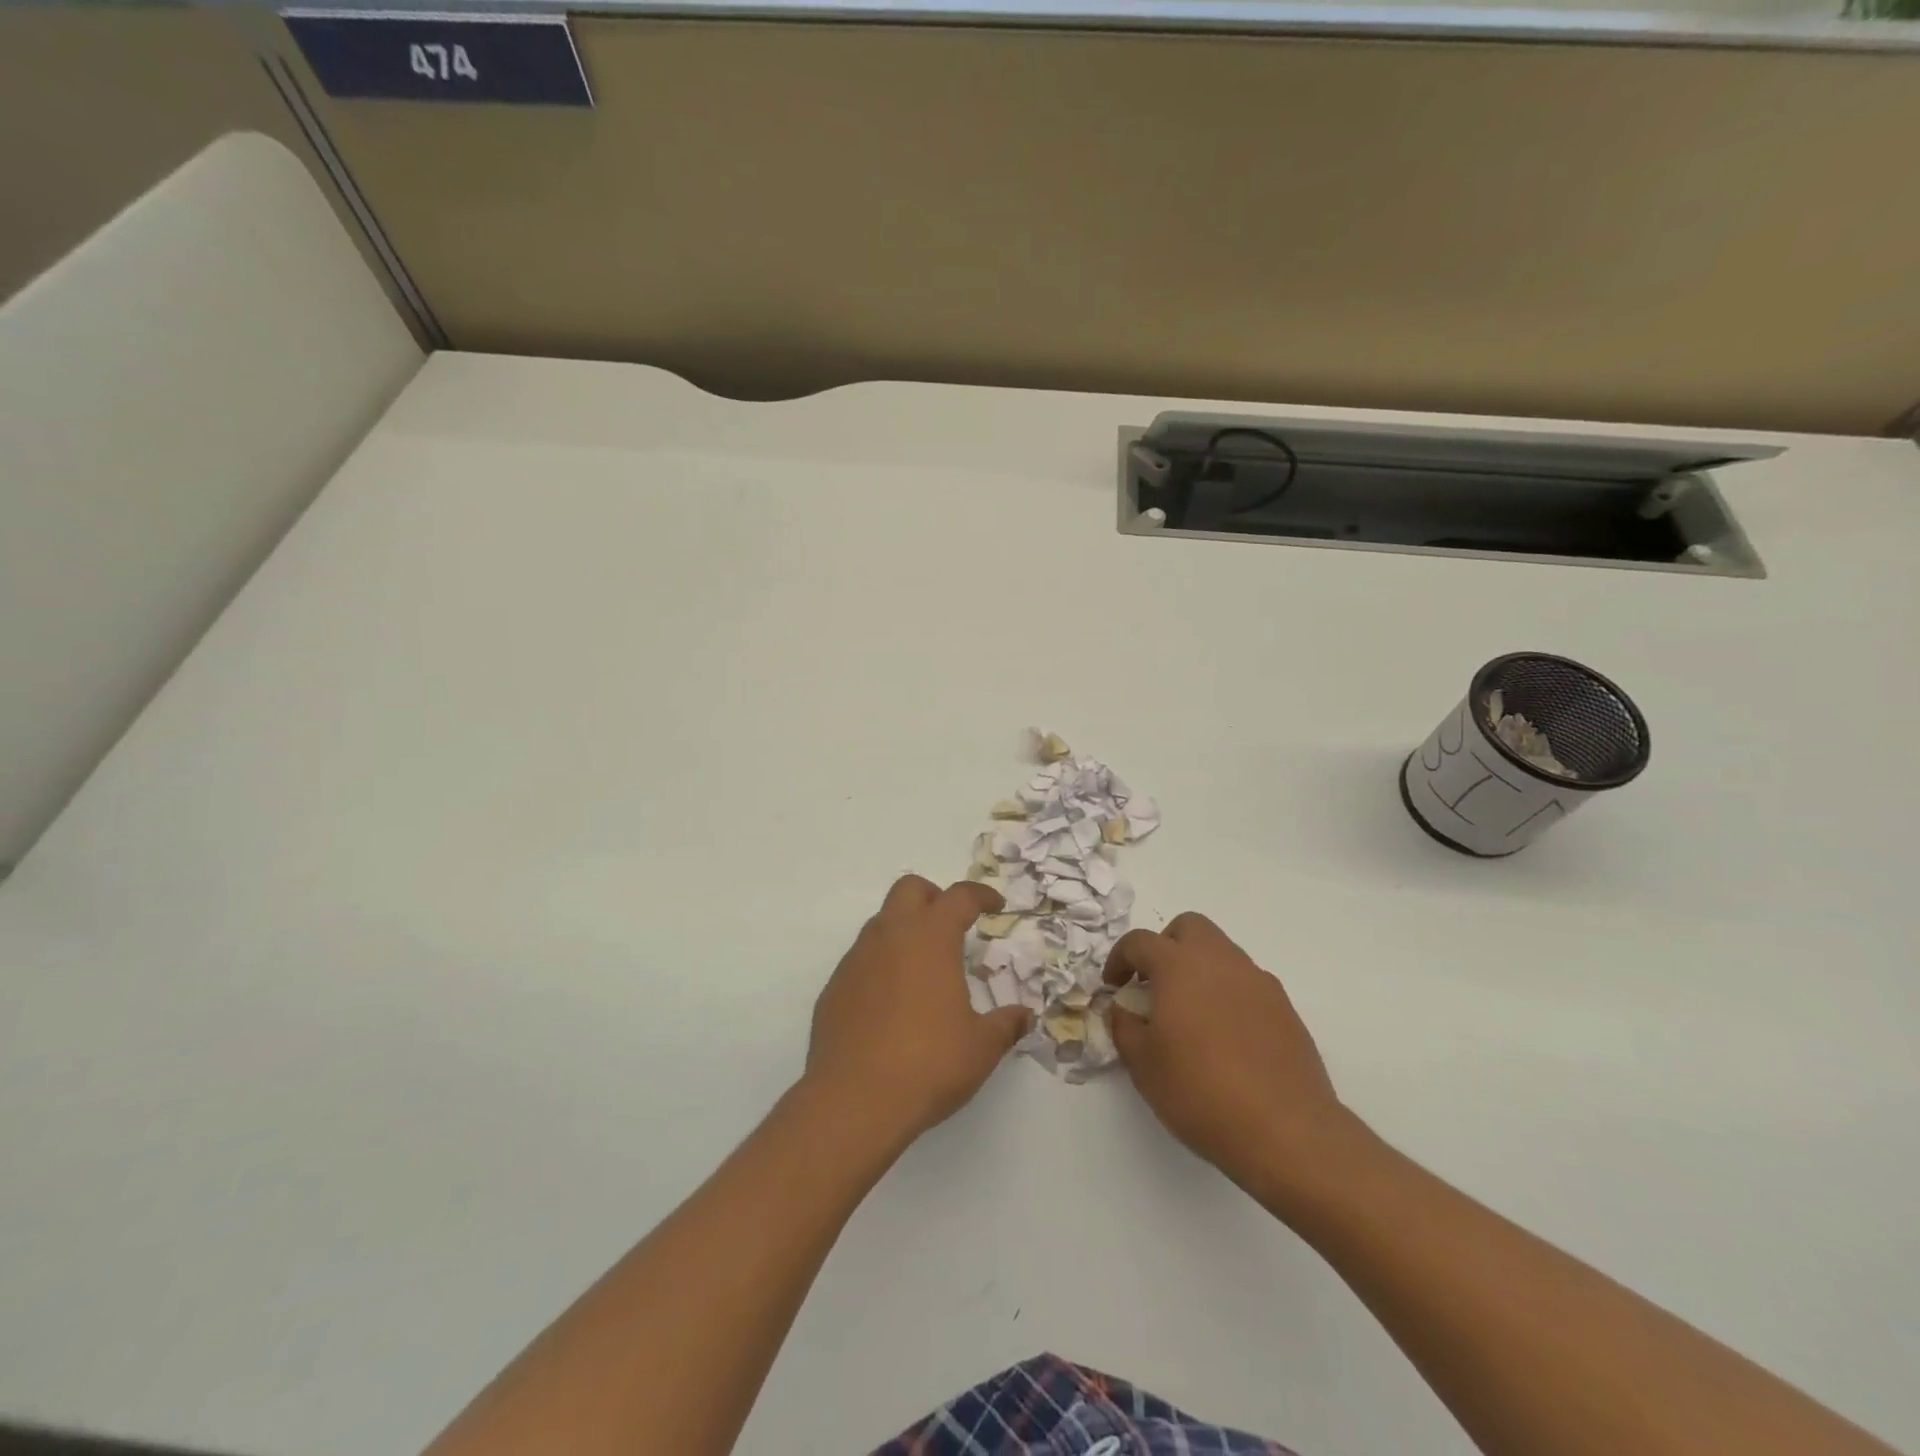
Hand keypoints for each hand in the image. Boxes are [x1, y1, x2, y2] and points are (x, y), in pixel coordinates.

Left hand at [804, 875, 1031, 1147]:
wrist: (854, 1101)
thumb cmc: (928, 1064)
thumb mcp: (981, 1047)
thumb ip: (1005, 1025)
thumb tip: (1022, 1016)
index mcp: (930, 938)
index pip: (959, 897)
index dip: (980, 895)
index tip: (994, 905)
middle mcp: (890, 936)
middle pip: (910, 889)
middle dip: (934, 897)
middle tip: (953, 925)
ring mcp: (856, 959)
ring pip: (881, 922)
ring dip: (905, 930)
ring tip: (924, 968)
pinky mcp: (834, 987)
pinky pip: (862, 959)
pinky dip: (881, 965)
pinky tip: (892, 1003)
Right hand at [1104, 912, 1351, 1199]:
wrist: (1285, 1130)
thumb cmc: (1200, 1091)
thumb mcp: (1143, 1065)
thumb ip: (1124, 1026)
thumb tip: (1122, 1008)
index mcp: (1179, 966)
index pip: (1140, 941)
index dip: (1120, 958)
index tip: (1114, 985)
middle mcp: (1220, 961)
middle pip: (1189, 927)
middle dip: (1166, 946)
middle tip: (1155, 984)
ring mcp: (1258, 981)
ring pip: (1222, 952)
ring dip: (1199, 968)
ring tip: (1190, 1013)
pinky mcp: (1284, 1008)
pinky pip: (1247, 983)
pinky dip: (1228, 993)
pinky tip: (1225, 1035)